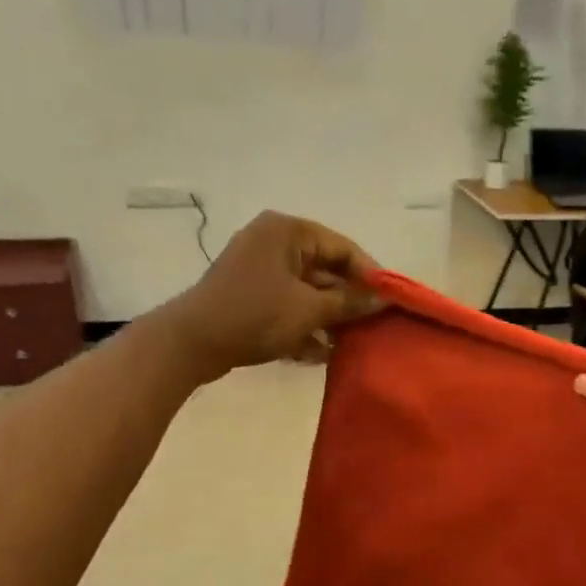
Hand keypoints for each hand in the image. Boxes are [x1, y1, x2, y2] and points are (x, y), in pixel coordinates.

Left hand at [157, 211, 378, 379]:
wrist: (194, 342)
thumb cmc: (256, 315)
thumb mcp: (309, 310)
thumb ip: (349, 304)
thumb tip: (383, 300)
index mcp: (288, 231)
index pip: (342, 248)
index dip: (370, 275)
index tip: (391, 301)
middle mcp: (274, 243)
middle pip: (325, 270)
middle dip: (348, 301)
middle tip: (374, 326)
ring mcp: (260, 270)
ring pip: (307, 292)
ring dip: (329, 318)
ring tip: (352, 344)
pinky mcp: (250, 297)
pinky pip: (288, 306)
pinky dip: (305, 326)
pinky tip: (322, 354)